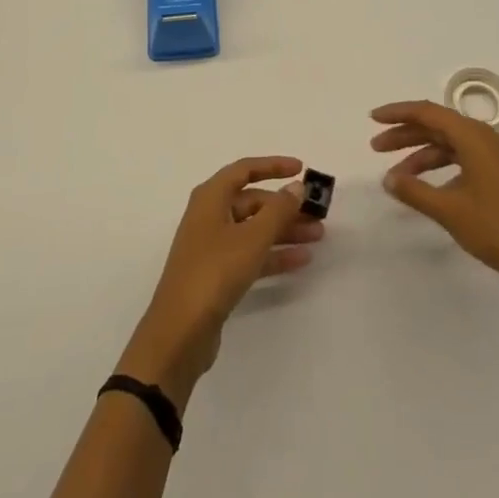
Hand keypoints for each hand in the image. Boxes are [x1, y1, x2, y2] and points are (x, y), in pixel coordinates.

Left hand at [116, 156, 322, 405]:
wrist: (180, 331)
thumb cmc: (215, 272)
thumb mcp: (252, 238)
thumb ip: (278, 210)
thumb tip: (296, 186)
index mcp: (211, 197)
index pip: (245, 170)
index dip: (273, 166)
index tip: (301, 169)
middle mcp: (210, 215)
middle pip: (252, 201)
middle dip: (285, 206)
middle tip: (317, 213)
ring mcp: (213, 245)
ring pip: (254, 229)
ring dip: (284, 230)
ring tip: (318, 236)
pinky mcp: (218, 274)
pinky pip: (251, 254)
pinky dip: (274, 254)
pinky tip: (301, 260)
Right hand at [370, 101, 498, 296]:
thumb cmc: (498, 229)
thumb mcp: (449, 209)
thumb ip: (414, 190)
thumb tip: (388, 178)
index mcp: (474, 136)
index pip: (428, 112)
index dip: (398, 113)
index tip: (372, 119)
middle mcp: (486, 138)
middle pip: (438, 126)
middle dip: (405, 135)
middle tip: (376, 148)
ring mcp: (498, 158)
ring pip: (450, 144)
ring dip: (422, 154)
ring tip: (397, 175)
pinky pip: (463, 159)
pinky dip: (441, 167)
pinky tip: (429, 187)